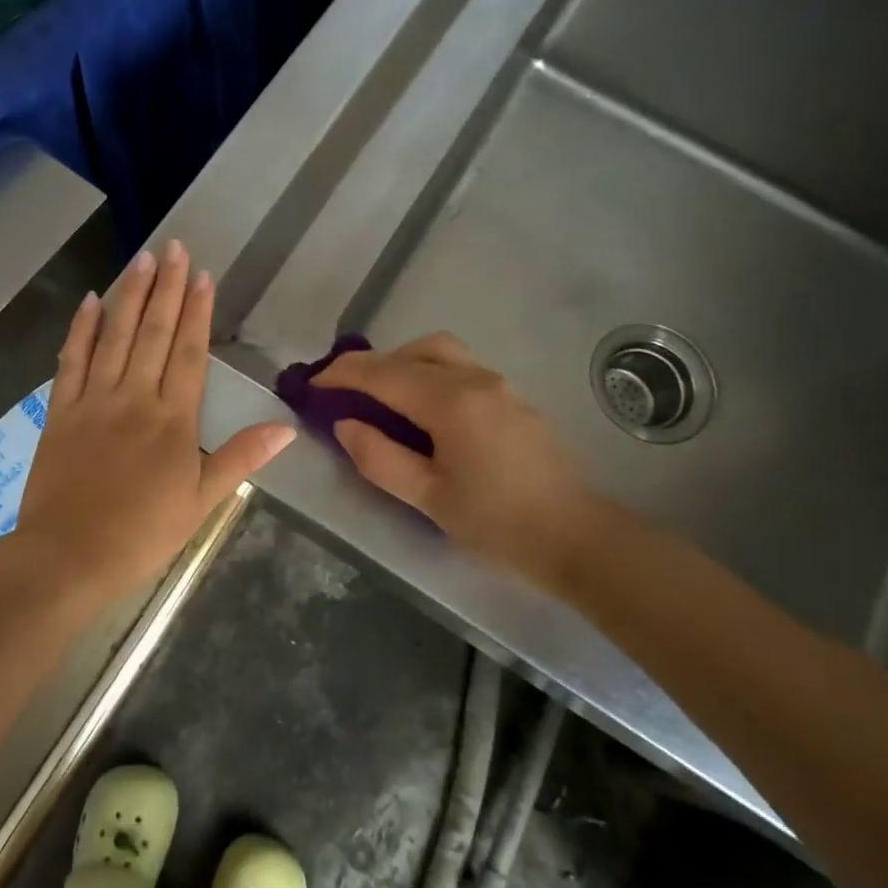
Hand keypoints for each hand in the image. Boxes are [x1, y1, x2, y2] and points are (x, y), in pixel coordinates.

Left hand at [12, 241, 295, 602]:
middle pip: (153, 332)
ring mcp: (93, 400)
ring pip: (114, 336)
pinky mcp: (60, 411)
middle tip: (174, 247)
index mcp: (173, 419)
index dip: (197, 311)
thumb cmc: (142, 534)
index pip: (189, 352)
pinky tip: (90, 300)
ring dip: (130, 295)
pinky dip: (81, 328)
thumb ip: (240, 459)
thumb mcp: (201, 502)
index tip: (202, 275)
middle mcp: (134, 398)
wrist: (68, 556)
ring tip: (142, 258)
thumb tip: (286, 428)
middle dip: (166, 287)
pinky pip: (71, 360)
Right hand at [313, 333, 598, 576]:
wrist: (576, 537)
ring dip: (404, 364)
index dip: (342, 375)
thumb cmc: (497, 523)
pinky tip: (423, 410)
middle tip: (346, 393)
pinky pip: (461, 368)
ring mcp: (500, 384)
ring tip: (383, 399)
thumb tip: (346, 424)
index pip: (384, 374)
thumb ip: (379, 458)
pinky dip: (430, 373)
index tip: (312, 386)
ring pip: (441, 352)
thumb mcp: (428, 498)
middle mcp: (476, 380)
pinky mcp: (514, 397)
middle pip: (413, 350)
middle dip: (373, 364)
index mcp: (451, 403)